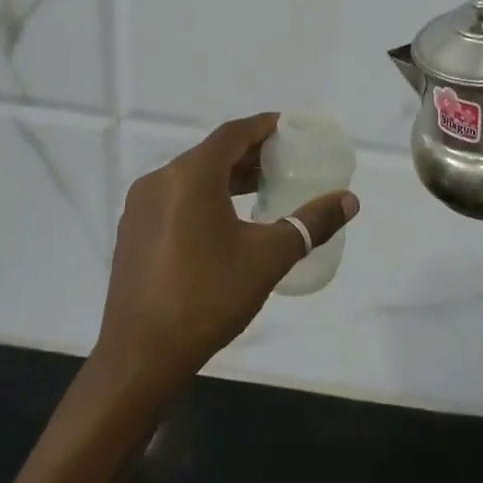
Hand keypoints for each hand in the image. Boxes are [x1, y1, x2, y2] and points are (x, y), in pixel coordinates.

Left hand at [95, 113, 359, 394]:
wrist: (141, 356)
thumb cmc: (208, 297)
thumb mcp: (269, 258)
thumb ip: (311, 223)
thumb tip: (350, 200)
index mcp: (190, 176)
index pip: (232, 134)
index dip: (263, 126)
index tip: (289, 127)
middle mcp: (159, 181)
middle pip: (211, 153)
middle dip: (248, 154)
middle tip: (284, 161)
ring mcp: (140, 208)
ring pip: (191, 177)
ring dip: (226, 177)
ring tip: (262, 189)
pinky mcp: (133, 233)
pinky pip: (174, 199)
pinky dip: (203, 197)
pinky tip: (224, 222)